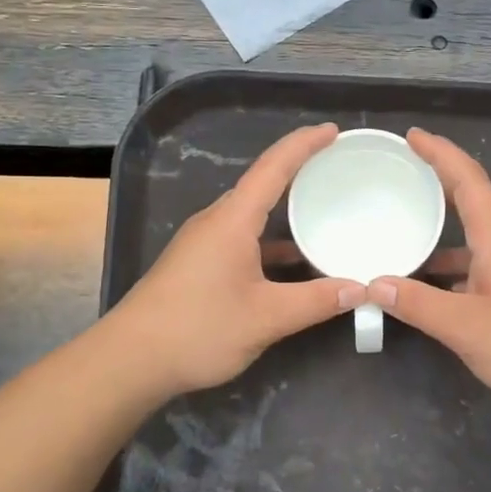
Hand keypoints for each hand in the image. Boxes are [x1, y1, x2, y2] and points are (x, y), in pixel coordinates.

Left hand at [110, 124, 364, 397]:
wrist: (130, 360)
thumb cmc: (199, 329)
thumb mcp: (267, 317)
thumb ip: (317, 301)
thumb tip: (360, 289)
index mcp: (232, 220)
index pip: (273, 167)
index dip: (304, 144)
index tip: (334, 131)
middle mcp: (216, 221)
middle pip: (262, 185)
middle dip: (299, 172)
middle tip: (337, 170)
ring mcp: (203, 242)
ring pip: (251, 215)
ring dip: (284, 211)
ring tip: (322, 213)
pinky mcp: (196, 263)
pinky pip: (241, 238)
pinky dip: (270, 242)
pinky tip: (291, 264)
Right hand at [370, 129, 490, 414]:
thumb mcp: (465, 328)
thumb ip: (417, 304)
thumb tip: (374, 284)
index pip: (469, 180)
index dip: (441, 153)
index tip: (413, 136)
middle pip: (472, 201)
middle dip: (439, 182)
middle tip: (403, 174)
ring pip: (476, 238)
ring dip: (443, 233)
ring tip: (406, 236)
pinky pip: (482, 263)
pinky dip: (454, 267)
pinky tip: (434, 288)